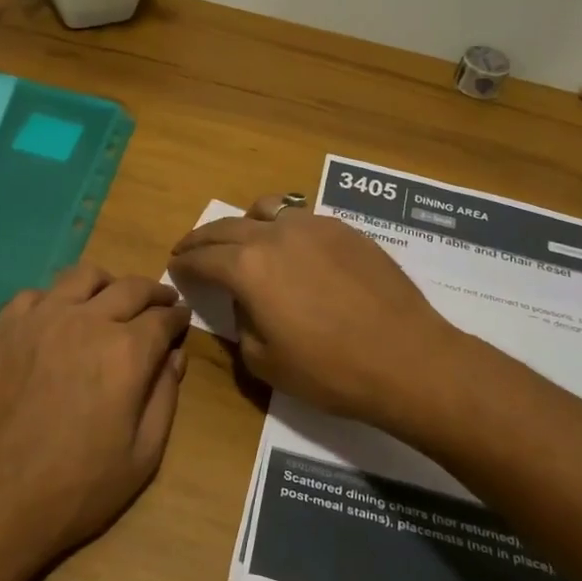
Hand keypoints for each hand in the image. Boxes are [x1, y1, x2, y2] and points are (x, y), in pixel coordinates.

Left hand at [0, 263, 191, 566]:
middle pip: (130, 287)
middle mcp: (86, 322)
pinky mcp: (1, 328)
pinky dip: (56, 299)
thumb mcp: (143, 456)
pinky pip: (35, 294)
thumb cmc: (76, 488)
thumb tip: (174, 356)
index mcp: (127, 352)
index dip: (178, 316)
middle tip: (160, 301)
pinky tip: (57, 320)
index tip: (182, 318)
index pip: (163, 317)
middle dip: (153, 292)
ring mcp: (39, 319)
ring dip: (106, 285)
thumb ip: (165, 397)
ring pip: (82, 276)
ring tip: (110, 300)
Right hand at [167, 195, 459, 424]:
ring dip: (244, 224)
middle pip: (227, 226)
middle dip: (202, 239)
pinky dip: (282, 227)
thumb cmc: (329, 370)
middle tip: (190, 249)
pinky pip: (302, 217)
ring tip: (241, 241)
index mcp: (249, 267)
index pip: (203, 257)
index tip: (174, 267)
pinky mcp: (346, 229)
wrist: (407, 358)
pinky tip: (291, 249)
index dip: (184, 264)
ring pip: (267, 209)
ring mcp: (315, 225)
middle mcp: (276, 234)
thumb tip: (245, 300)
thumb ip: (242, 323)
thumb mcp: (265, 361)